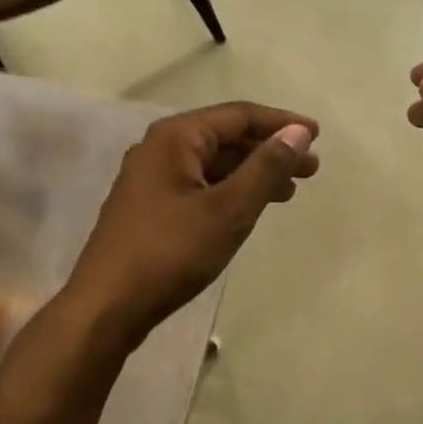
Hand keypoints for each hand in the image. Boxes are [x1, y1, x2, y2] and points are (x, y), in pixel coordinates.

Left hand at [65, 102, 318, 342]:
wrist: (106, 307)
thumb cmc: (170, 253)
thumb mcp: (228, 209)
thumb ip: (266, 167)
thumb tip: (298, 133)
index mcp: (175, 137)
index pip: (238, 116)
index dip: (281, 123)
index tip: (316, 135)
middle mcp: (159, 148)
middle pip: (225, 137)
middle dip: (269, 150)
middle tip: (310, 169)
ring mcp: (150, 179)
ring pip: (212, 164)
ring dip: (251, 173)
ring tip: (288, 191)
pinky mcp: (148, 207)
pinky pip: (198, 185)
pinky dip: (229, 191)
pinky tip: (248, 208)